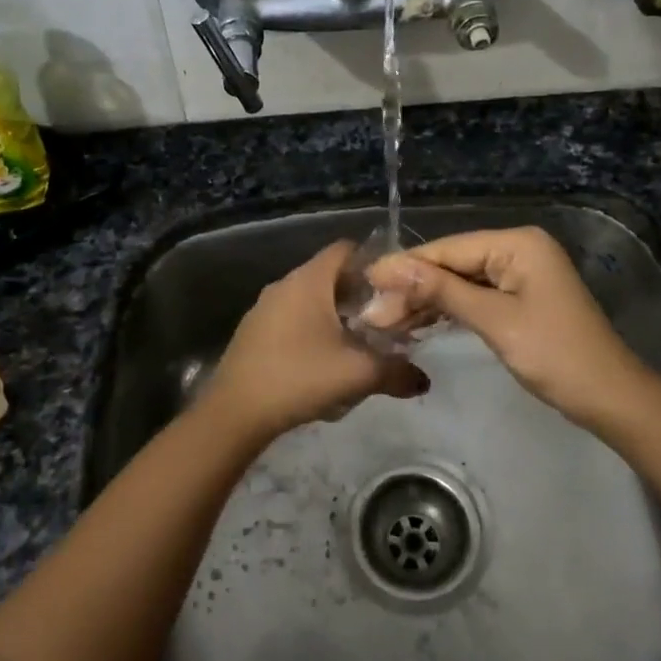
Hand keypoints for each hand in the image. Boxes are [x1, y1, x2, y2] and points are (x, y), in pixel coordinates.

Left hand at [204, 241, 427, 440]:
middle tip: (384, 320)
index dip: (373, 262)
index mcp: (309, 280)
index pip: (346, 249)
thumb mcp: (357, 374)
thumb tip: (424, 380)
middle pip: (329, 274)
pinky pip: (291, 317)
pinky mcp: (253, 330)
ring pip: (310, 298)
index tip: (395, 288)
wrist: (235, 411)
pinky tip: (322, 360)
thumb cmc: (299, 377)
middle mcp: (285, 283)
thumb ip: (396, 372)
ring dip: (334, 314)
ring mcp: (264, 307)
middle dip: (358, 294)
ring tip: (357, 342)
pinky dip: (311, 328)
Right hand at [366, 226, 646, 429]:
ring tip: (386, 322)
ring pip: (460, 282)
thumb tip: (390, 268)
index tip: (366, 282)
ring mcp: (519, 274)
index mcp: (517, 244)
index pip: (448, 250)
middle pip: (452, 264)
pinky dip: (448, 311)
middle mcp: (517, 249)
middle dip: (413, 288)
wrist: (608, 397)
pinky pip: (475, 296)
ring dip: (426, 302)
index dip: (406, 267)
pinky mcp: (519, 298)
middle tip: (372, 314)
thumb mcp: (494, 321)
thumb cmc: (554, 354)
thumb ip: (441, 291)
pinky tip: (417, 323)